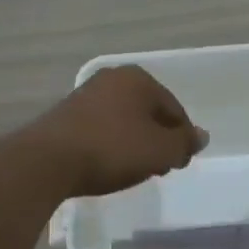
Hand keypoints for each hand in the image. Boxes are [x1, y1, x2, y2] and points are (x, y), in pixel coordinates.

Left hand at [17, 65, 207, 197]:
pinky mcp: (65, 115)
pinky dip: (111, 144)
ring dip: (134, 142)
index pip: (174, 108)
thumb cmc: (112, 149)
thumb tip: (201, 136)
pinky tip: (108, 164)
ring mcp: (85, 95)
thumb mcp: (160, 150)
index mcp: (138, 79)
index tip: (181, 163)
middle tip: (160, 167)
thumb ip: (184, 142)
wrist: (48, 161)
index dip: (182, 137)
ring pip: (124, 120)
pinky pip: (101, 128)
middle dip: (157, 138)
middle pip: (148, 111)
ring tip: (135, 169)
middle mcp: (111, 78)